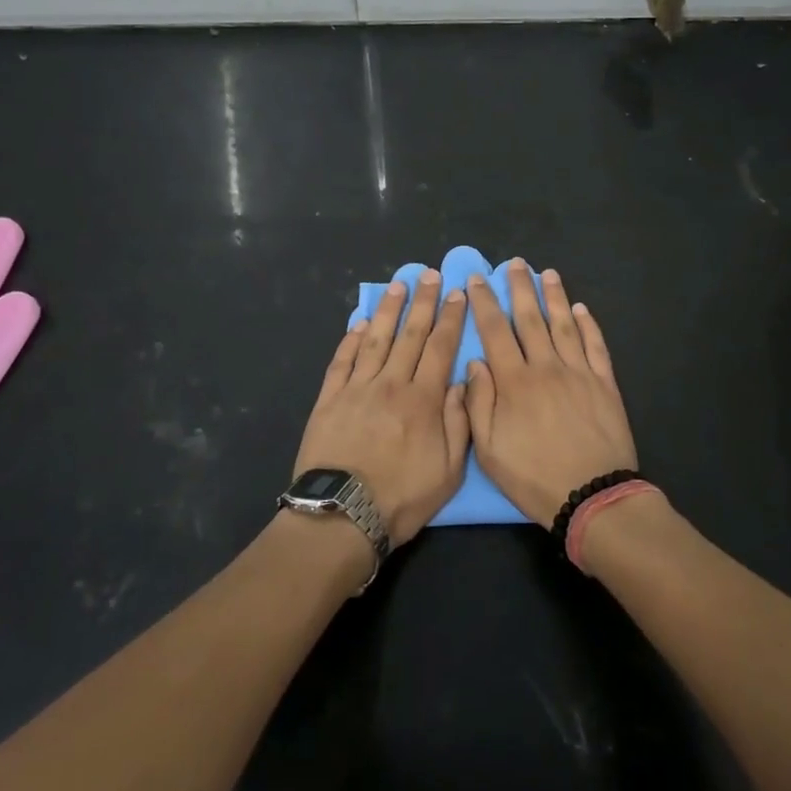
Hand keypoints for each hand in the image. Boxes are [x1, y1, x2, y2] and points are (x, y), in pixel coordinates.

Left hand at [294, 271, 468, 544]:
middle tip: (429, 275)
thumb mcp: (449, 471)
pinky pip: (342, 360)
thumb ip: (458, 422)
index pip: (440, 348)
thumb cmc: (401, 497)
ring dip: (389, 310)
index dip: (450, 318)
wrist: (341, 515)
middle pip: (410, 334)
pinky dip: (352, 339)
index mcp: (423, 399)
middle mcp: (391, 384)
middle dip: (422, 302)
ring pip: (376, 339)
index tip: (456, 293)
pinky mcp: (329, 398)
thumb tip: (460, 381)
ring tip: (398, 286)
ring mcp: (357, 388)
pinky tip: (360, 322)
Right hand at [464, 261, 638, 524]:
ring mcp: (578, 373)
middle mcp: (546, 367)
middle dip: (520, 288)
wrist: (593, 496)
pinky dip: (589, 325)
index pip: (495, 332)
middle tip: (515, 264)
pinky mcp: (604, 384)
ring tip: (548, 274)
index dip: (484, 303)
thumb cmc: (534, 477)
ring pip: (564, 325)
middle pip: (530, 319)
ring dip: (555, 297)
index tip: (477, 279)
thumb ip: (478, 403)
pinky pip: (595, 346)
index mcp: (514, 382)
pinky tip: (582, 310)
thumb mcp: (489, 450)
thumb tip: (475, 363)